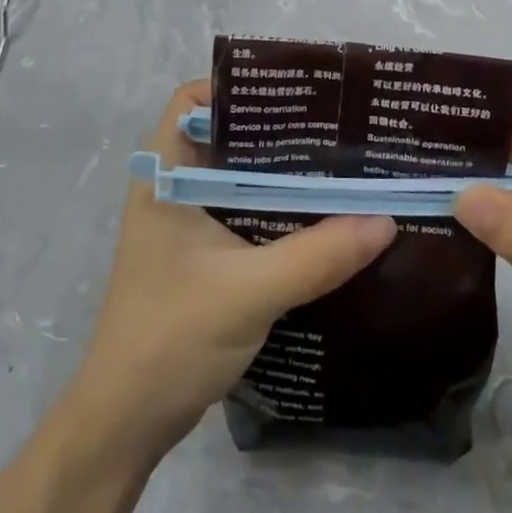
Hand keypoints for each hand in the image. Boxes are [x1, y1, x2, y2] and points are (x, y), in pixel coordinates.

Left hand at [72, 81, 396, 458]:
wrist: (126, 425)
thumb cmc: (171, 338)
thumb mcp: (249, 291)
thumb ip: (317, 254)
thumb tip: (386, 219)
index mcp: (165, 176)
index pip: (192, 101)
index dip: (236, 87)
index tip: (293, 92)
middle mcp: (173, 191)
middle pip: (225, 138)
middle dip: (276, 130)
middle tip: (335, 127)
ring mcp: (186, 226)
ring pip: (238, 179)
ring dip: (282, 174)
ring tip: (340, 164)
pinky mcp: (202, 258)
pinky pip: (245, 215)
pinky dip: (279, 210)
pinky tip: (323, 217)